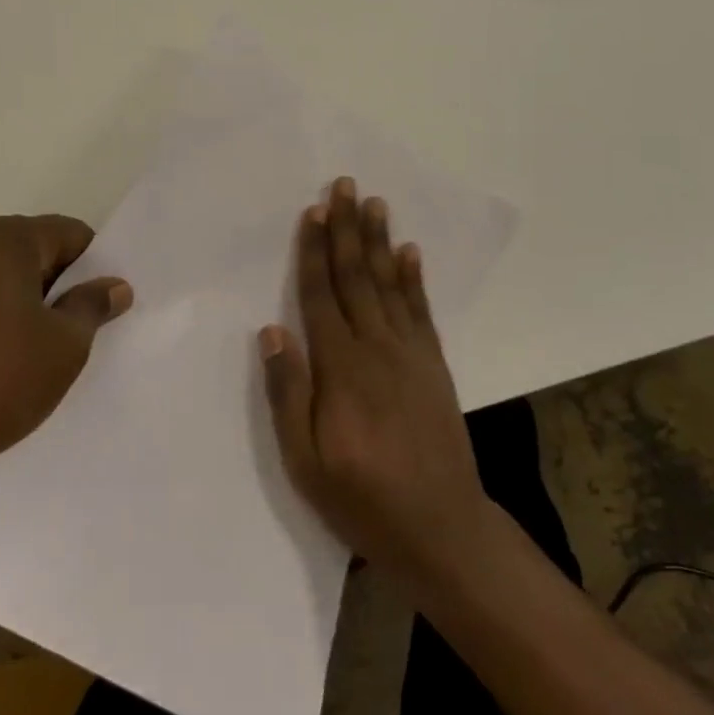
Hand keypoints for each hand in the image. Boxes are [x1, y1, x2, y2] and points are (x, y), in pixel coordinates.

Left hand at [0, 215, 132, 510]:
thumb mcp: (64, 346)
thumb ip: (92, 307)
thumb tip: (113, 285)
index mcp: (5, 239)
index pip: (71, 234)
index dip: (95, 268)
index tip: (103, 307)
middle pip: (34, 251)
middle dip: (60, 286)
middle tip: (78, 333)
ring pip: (1, 279)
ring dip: (26, 305)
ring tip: (37, 354)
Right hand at [260, 178, 494, 590]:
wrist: (441, 528)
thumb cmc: (361, 498)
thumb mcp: (305, 461)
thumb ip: (288, 393)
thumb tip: (272, 330)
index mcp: (340, 367)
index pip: (321, 294)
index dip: (315, 250)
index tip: (313, 210)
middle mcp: (376, 347)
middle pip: (356, 276)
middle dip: (348, 229)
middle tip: (346, 185)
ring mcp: (410, 353)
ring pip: (389, 284)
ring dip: (379, 241)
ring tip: (375, 204)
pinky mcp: (434, 365)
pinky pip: (421, 310)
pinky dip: (414, 278)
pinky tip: (410, 253)